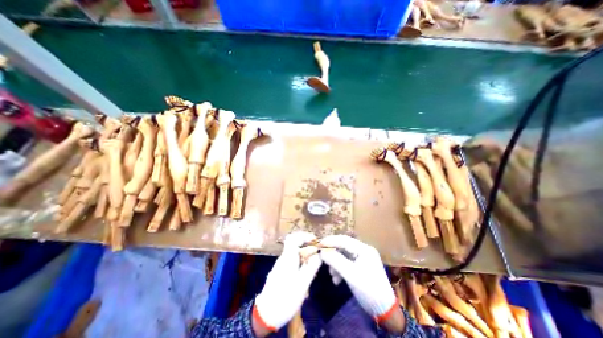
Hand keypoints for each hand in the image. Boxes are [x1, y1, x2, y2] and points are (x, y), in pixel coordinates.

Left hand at [252, 232, 321, 334]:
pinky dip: (300, 260)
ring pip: (293, 252)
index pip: (293, 238)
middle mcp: (283, 258)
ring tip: (313, 261)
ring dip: (304, 253)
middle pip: (294, 244)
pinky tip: (305, 271)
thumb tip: (319, 254)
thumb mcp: (302, 283)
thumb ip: (311, 267)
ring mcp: (281, 265)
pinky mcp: (280, 272)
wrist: (266, 314)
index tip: (315, 240)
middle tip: (316, 251)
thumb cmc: (286, 297)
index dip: (304, 236)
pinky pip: (292, 260)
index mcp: (288, 257)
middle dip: (306, 244)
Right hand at [320, 235, 398, 326]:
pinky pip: (346, 263)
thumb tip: (322, 252)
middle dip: (332, 253)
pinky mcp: (360, 266)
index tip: (319, 244)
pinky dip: (340, 269)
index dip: (330, 241)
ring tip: (331, 274)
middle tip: (322, 258)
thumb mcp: (351, 275)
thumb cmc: (368, 290)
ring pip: (344, 255)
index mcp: (364, 249)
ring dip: (335, 263)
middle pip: (343, 247)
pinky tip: (336, 279)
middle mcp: (363, 250)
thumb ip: (336, 261)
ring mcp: (362, 258)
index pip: (344, 240)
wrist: (384, 311)